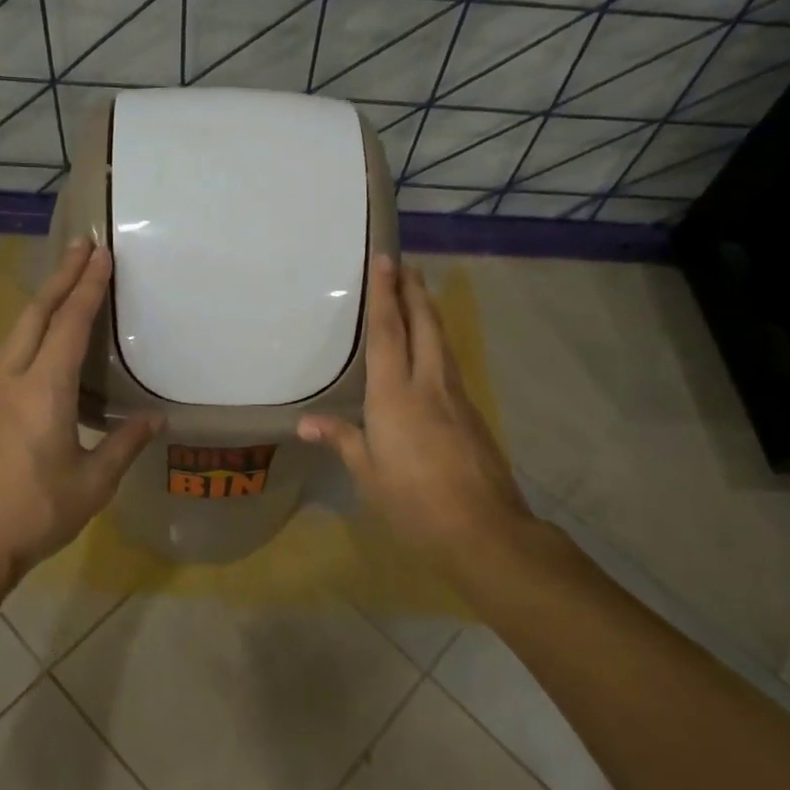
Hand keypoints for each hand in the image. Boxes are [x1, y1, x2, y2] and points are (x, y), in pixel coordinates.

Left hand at [0, 239, 161, 588]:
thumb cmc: (38, 512)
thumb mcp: (93, 482)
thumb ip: (124, 444)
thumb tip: (155, 419)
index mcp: (44, 390)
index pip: (69, 325)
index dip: (87, 288)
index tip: (102, 255)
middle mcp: (14, 379)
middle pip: (36, 314)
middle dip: (60, 276)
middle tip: (82, 245)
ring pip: (18, 328)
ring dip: (43, 298)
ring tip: (64, 278)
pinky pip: (11, 349)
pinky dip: (31, 325)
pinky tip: (40, 333)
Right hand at [298, 255, 536, 579]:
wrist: (484, 529)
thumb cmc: (414, 502)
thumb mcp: (369, 475)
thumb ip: (342, 440)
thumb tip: (306, 423)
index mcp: (395, 395)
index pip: (388, 332)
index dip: (385, 294)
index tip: (385, 260)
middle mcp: (428, 384)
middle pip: (424, 325)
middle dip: (413, 291)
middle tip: (405, 265)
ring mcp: (456, 397)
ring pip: (442, 342)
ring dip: (430, 312)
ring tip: (419, 294)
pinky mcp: (472, 414)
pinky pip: (451, 365)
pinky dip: (439, 343)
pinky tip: (434, 351)